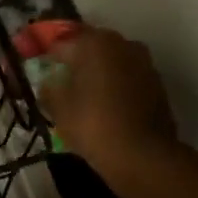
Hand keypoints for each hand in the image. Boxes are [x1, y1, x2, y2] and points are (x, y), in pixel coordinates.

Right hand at [36, 25, 180, 172]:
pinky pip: (128, 78)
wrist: (143, 155)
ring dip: (98, 74)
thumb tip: (49, 82)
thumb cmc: (93, 124)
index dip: (47, 57)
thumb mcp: (59, 108)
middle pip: (90, 48)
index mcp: (95, 42)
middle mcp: (122, 43)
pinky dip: (116, 87)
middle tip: (62, 84)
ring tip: (85, 98)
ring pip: (112, 62)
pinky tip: (107, 107)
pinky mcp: (158, 84)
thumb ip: (49, 88)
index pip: (61, 43)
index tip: (40, 72)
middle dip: (76, 63)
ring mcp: (144, 62)